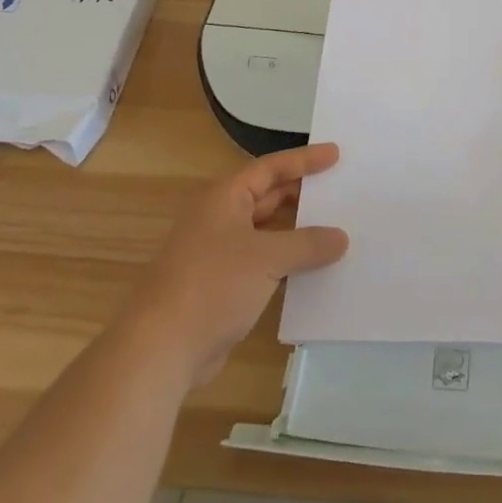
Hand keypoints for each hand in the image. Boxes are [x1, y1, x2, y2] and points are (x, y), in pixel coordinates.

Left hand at [129, 144, 348, 388]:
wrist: (161, 349)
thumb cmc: (212, 285)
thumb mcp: (267, 258)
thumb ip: (308, 244)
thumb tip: (340, 237)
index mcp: (224, 198)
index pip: (271, 168)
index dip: (304, 160)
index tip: (336, 154)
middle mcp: (220, 218)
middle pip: (268, 196)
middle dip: (302, 194)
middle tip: (341, 190)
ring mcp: (219, 253)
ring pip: (267, 231)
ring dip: (297, 231)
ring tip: (336, 227)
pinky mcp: (222, 285)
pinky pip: (263, 262)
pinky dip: (287, 260)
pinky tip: (314, 268)